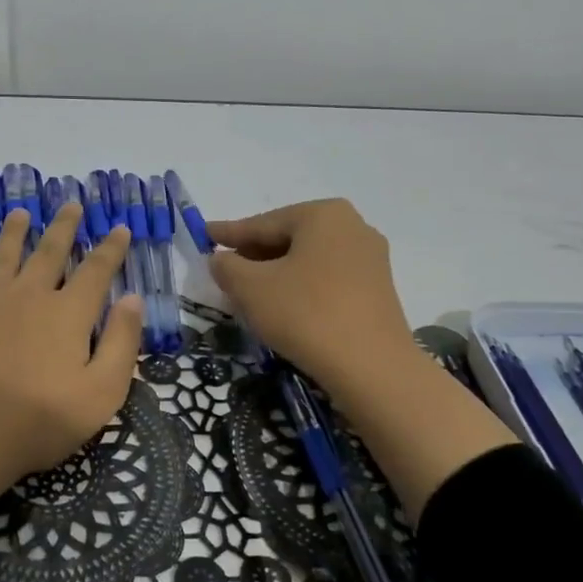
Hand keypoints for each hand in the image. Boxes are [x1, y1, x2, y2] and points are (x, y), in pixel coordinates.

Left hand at [0, 201, 142, 575]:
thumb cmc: (38, 422)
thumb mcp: (101, 394)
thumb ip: (121, 343)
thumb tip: (132, 298)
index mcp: (68, 314)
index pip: (96, 270)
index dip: (111, 248)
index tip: (119, 227)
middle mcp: (29, 295)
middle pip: (50, 251)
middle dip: (64, 227)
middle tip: (71, 204)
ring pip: (4, 254)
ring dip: (14, 231)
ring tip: (21, 213)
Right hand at [208, 198, 514, 518]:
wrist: (371, 367)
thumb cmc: (305, 314)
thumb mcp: (250, 288)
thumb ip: (227, 267)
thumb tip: (221, 259)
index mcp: (322, 214)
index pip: (262, 223)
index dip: (229, 233)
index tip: (205, 234)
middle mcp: (352, 226)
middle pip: (288, 239)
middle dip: (254, 255)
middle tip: (225, 271)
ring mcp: (370, 258)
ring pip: (308, 261)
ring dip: (277, 274)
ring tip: (249, 293)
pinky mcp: (377, 290)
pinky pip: (327, 280)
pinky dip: (301, 288)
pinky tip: (284, 308)